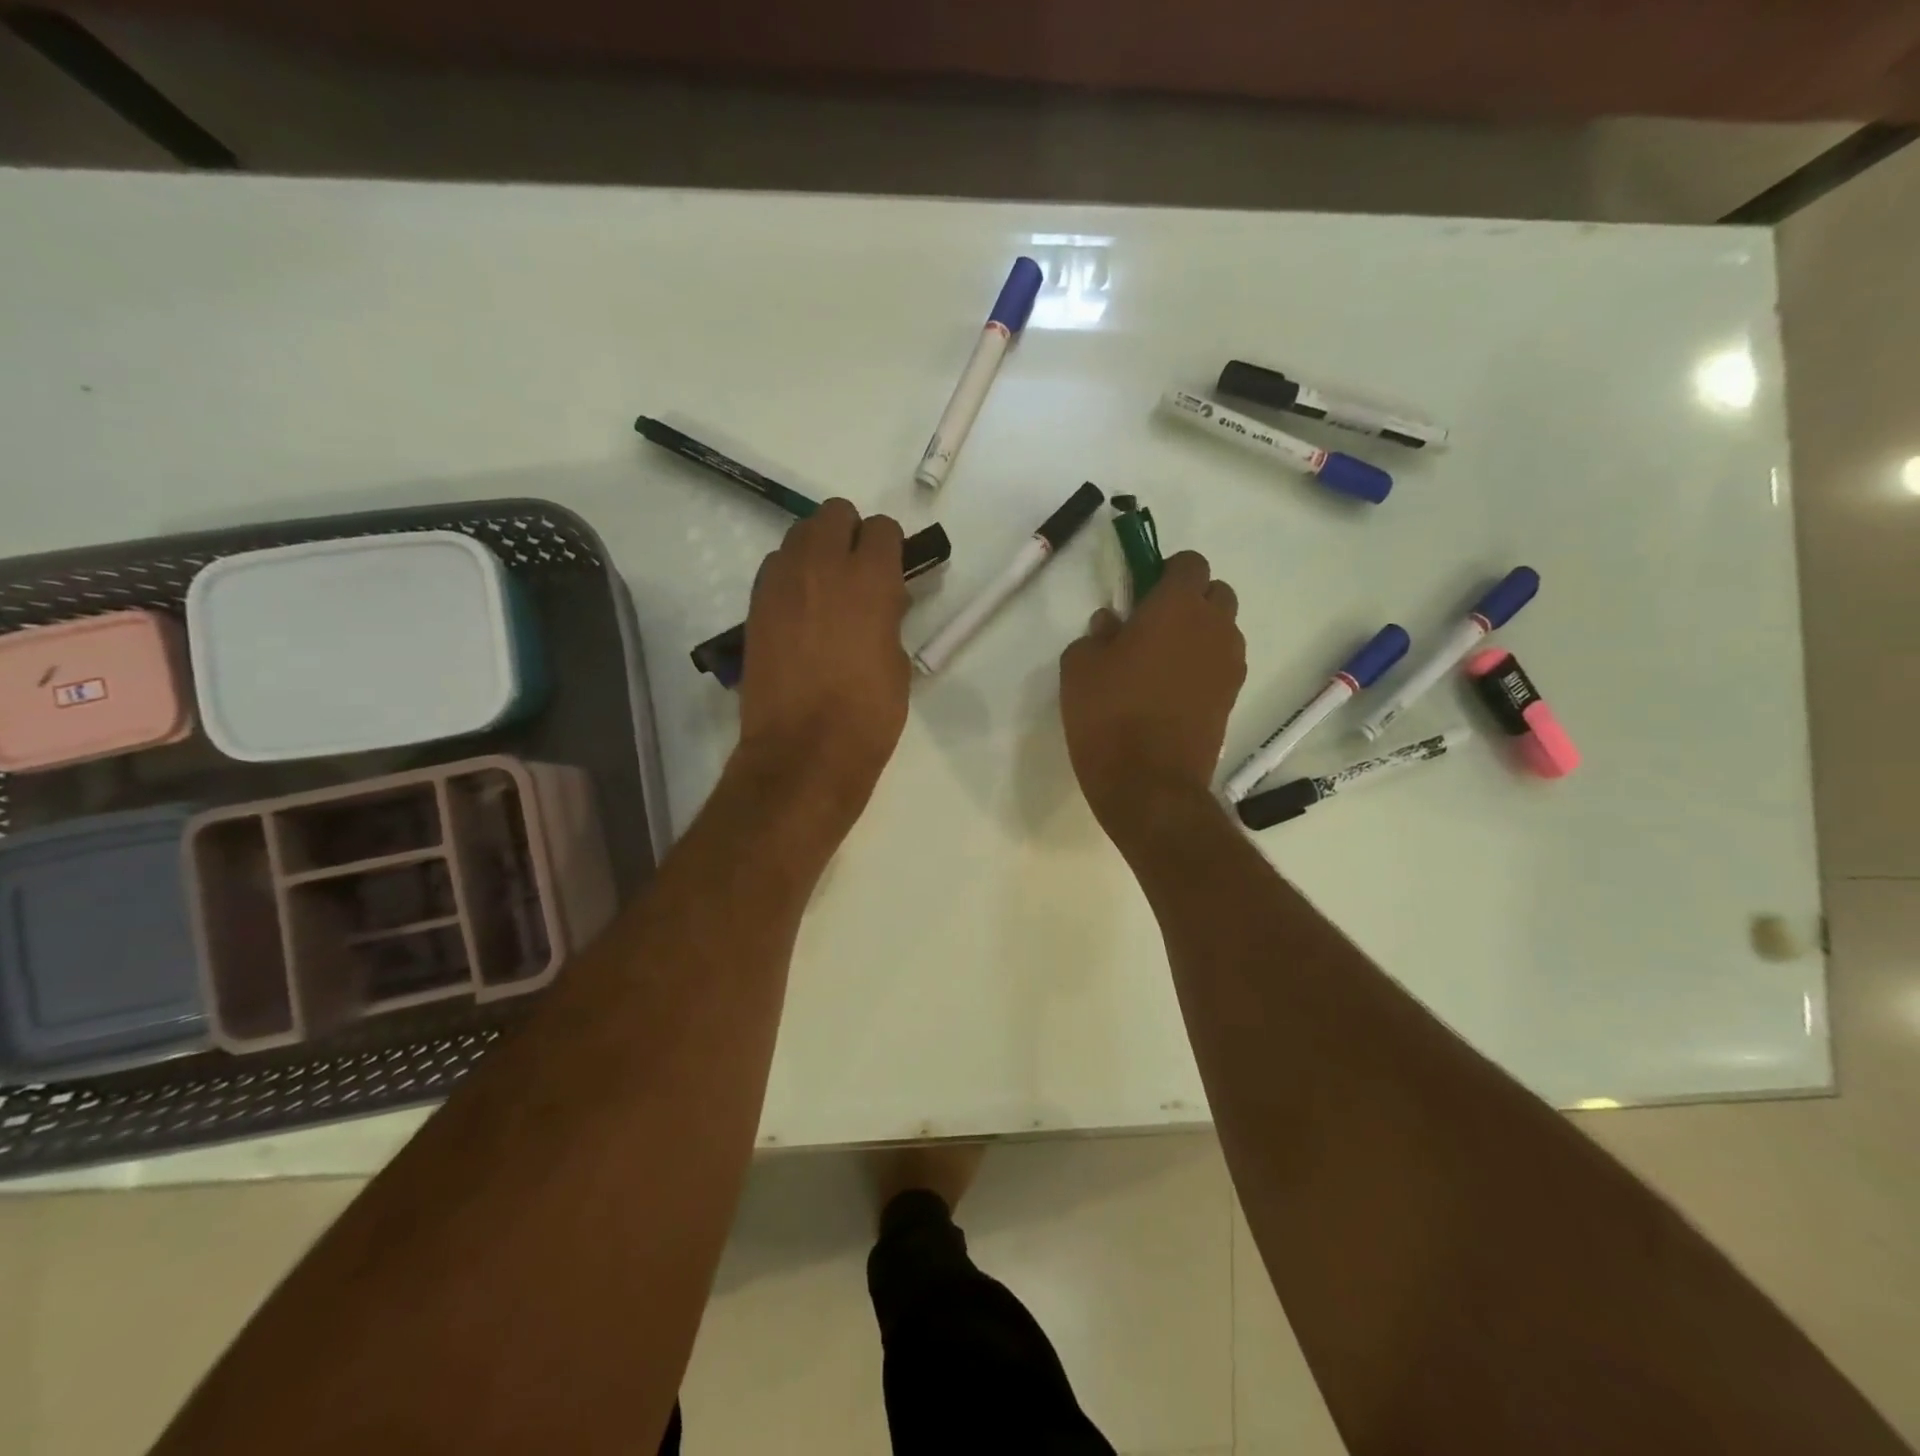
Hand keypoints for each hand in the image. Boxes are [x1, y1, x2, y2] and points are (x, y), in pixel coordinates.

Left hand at [736, 499, 911, 834]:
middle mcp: (822, 566)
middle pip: (834, 514)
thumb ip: (889, 618)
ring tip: (827, 592)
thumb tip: (882, 603)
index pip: (882, 529)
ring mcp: (781, 583)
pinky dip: (791, 576)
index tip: (893, 572)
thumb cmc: (867, 714)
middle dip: (850, 534)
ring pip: (799, 535)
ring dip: (818, 550)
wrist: (804, 751)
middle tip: (859, 573)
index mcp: (869, 579)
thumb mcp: (898, 662)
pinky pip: (775, 568)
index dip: (890, 547)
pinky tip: (801, 612)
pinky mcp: (756, 606)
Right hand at [1060, 551, 1245, 838]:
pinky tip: (1171, 691)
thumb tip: (1112, 624)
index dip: (1165, 571)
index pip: (1190, 562)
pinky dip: (1203, 665)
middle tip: (1152, 626)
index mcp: (1178, 606)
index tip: (1140, 593)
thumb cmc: (1108, 714)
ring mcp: (1230, 664)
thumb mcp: (1079, 666)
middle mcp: (1215, 627)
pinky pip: (1221, 664)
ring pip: (1222, 629)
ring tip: (1161, 663)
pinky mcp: (1232, 697)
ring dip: (1198, 633)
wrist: (1149, 783)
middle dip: (1189, 599)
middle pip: (1216, 592)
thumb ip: (1096, 634)